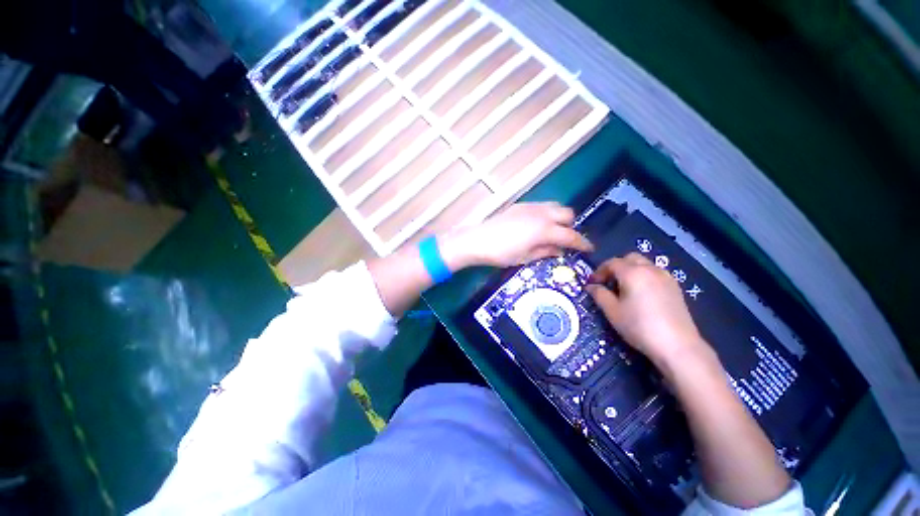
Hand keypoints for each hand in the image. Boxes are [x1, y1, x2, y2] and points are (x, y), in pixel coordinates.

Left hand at [442, 202, 593, 268]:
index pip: (571, 236)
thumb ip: (546, 252)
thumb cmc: (501, 253)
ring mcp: (530, 207)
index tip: (589, 249)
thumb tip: (561, 250)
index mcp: (545, 230)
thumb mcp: (525, 257)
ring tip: (552, 231)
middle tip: (566, 240)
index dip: (582, 243)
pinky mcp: (521, 205)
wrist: (478, 240)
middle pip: (568, 214)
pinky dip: (546, 214)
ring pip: (555, 206)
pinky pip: (541, 206)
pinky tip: (536, 225)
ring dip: (559, 218)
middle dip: (571, 227)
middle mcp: (542, 214)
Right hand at [585, 253, 712, 369]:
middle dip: (616, 266)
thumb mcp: (612, 311)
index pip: (611, 263)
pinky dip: (644, 276)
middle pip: (630, 258)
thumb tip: (590, 286)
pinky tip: (641, 294)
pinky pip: (655, 273)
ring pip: (644, 264)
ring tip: (624, 288)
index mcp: (632, 273)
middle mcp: (650, 269)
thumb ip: (599, 294)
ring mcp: (665, 277)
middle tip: (608, 282)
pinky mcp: (675, 287)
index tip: (592, 283)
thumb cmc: (639, 326)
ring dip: (631, 270)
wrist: (677, 345)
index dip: (599, 271)